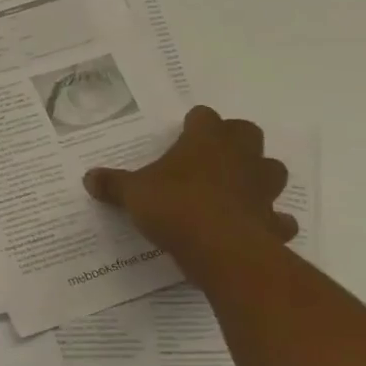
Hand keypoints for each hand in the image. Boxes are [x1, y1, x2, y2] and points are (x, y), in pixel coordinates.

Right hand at [84, 106, 294, 274]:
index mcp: (205, 141)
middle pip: (246, 134)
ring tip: (235, 188)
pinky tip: (252, 228)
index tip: (184, 131)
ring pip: (271, 170)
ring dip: (258, 176)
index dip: (195, 123)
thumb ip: (113, 184)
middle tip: (210, 156)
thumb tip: (89, 177)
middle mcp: (239, 157)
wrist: (220, 248)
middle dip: (233, 141)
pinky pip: (276, 218)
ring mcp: (261, 188)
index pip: (204, 117)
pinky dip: (268, 221)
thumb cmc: (174, 206)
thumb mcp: (132, 193)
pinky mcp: (271, 221)